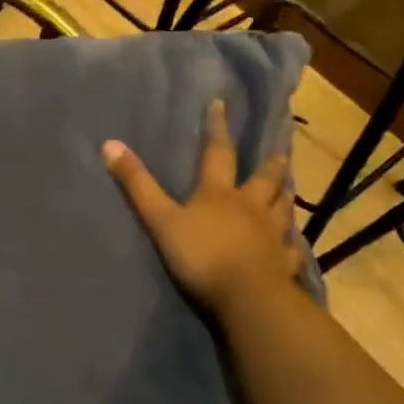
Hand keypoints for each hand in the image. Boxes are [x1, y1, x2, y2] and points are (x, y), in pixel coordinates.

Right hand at [103, 99, 303, 319]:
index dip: (217, 129)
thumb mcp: (160, 218)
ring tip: (289, 187)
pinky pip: (290, 248)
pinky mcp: (283, 264)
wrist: (248, 298)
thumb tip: (110, 144)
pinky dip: (291, 241)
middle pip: (263, 179)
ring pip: (282, 209)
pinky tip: (293, 241)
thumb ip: (137, 184)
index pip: (217, 153)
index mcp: (219, 193)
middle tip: (280, 150)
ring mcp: (271, 235)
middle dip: (269, 163)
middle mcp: (250, 207)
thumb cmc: (201, 255)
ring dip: (284, 196)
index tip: (221, 105)